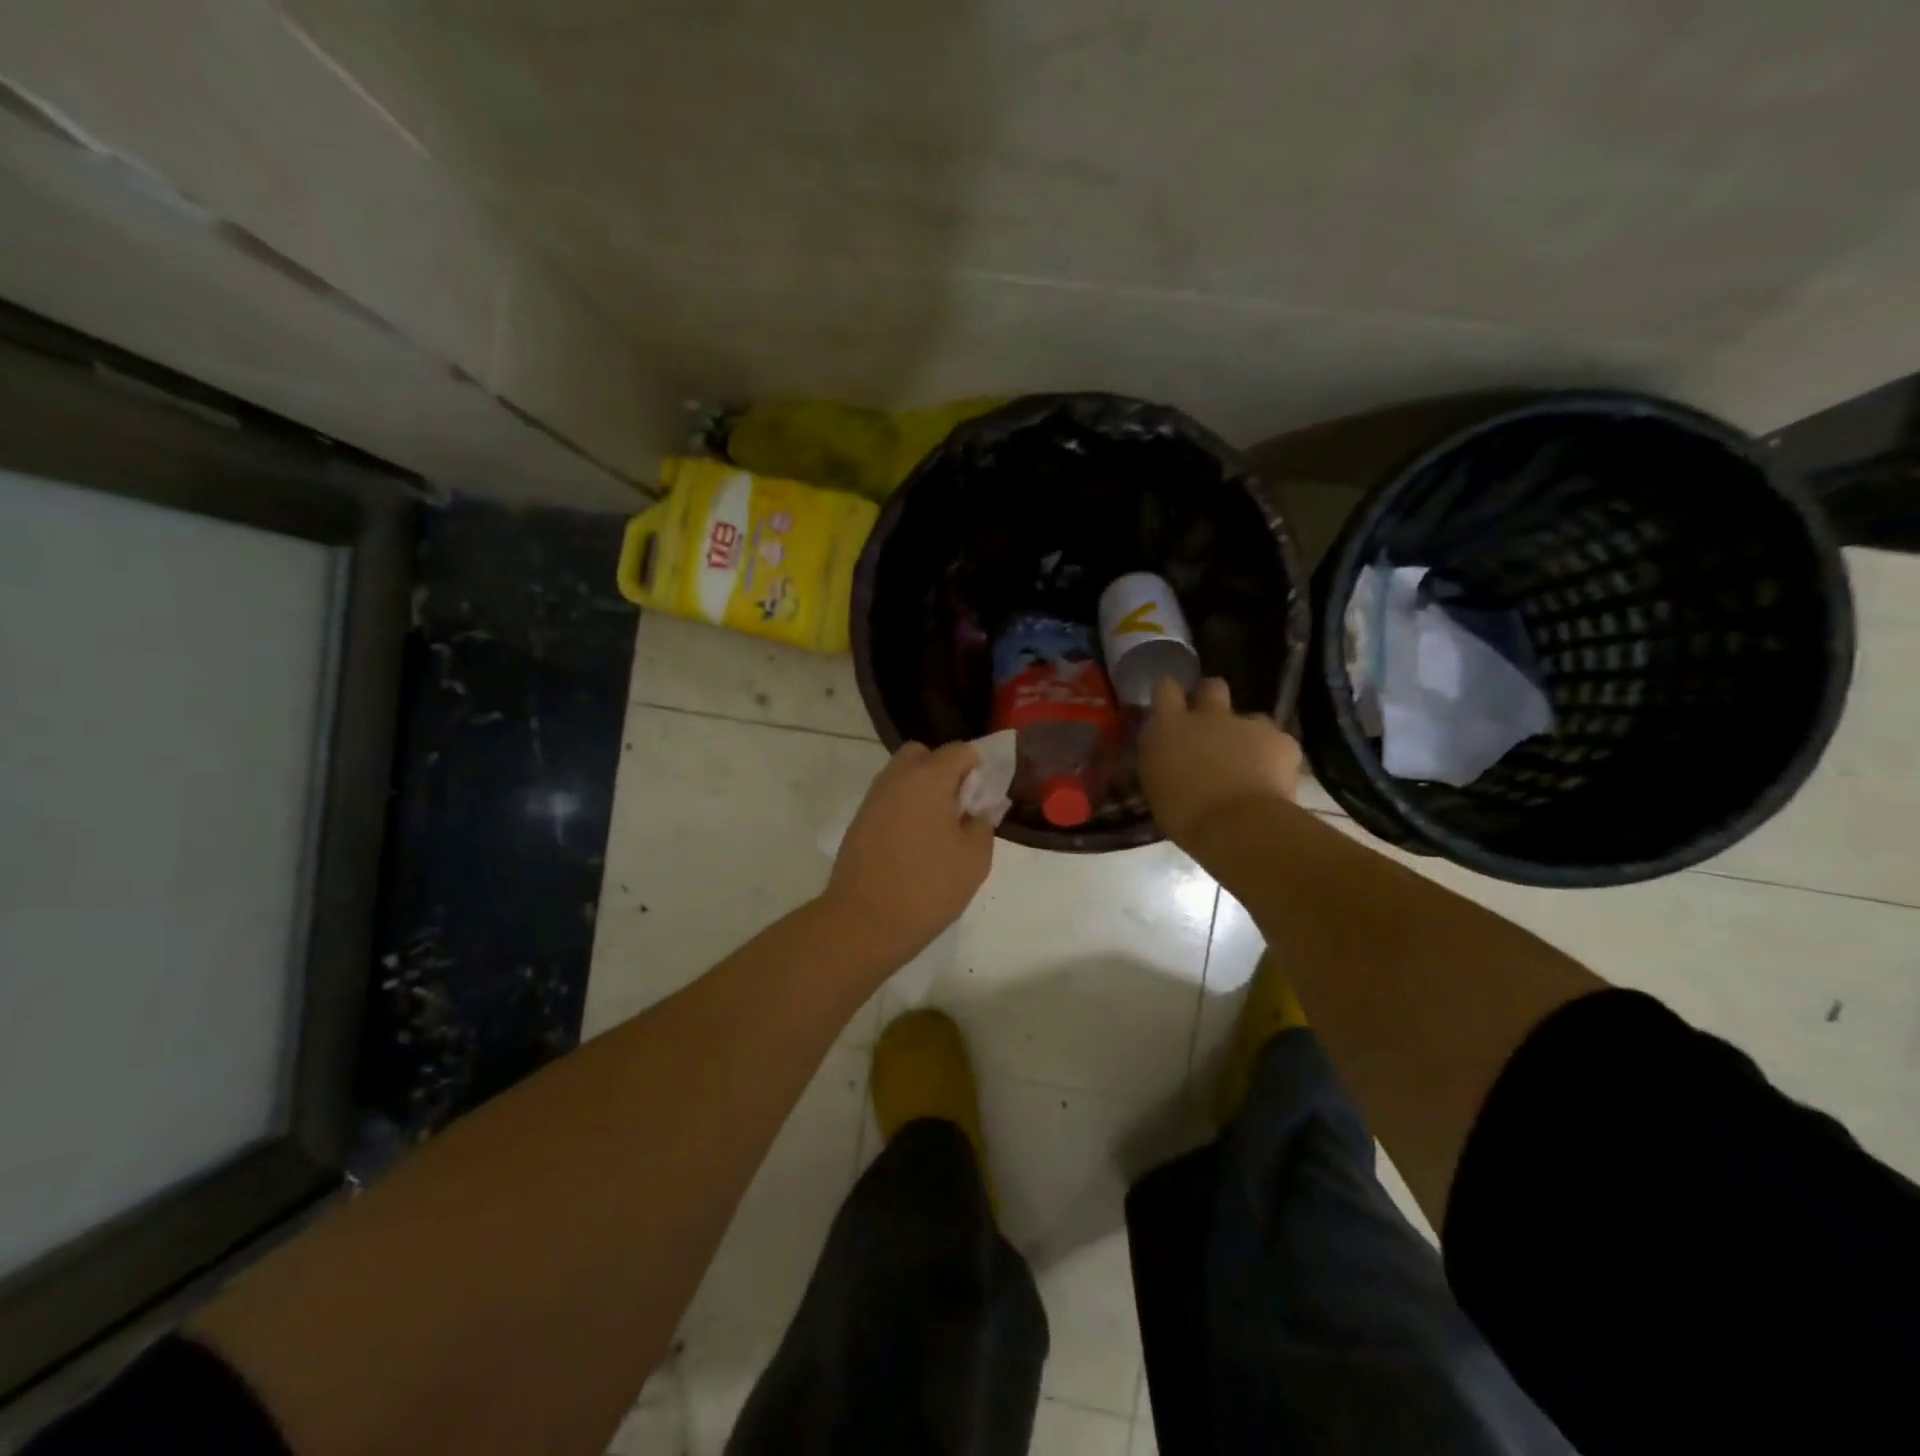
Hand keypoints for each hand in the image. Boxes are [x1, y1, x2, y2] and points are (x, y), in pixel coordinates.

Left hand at [824, 742, 994, 964]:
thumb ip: (982, 824)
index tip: (983, 799)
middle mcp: (896, 778)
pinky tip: (913, 843)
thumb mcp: (974, 858)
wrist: (865, 921)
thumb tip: (975, 812)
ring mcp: (872, 799)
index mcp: (928, 777)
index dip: (977, 768)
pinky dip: (903, 809)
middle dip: (942, 770)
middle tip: (957, 807)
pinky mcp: (858, 821)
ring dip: (921, 790)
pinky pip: (888, 800)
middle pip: (922, 755)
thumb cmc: (928, 886)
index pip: (959, 751)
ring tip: (937, 830)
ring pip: (901, 776)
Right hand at [1139, 677, 1300, 845]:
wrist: (1239, 826)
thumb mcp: (1156, 785)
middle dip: (1211, 699)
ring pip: (1250, 717)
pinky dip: (1274, 757)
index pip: (1165, 688)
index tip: (1171, 707)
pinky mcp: (1282, 740)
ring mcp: (1248, 725)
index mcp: (1171, 727)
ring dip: (1246, 734)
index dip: (1170, 694)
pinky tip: (1272, 780)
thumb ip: (1161, 759)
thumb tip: (1166, 751)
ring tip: (1248, 763)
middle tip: (1209, 725)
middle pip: (1212, 687)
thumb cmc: (1185, 815)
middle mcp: (1209, 716)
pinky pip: (1277, 742)